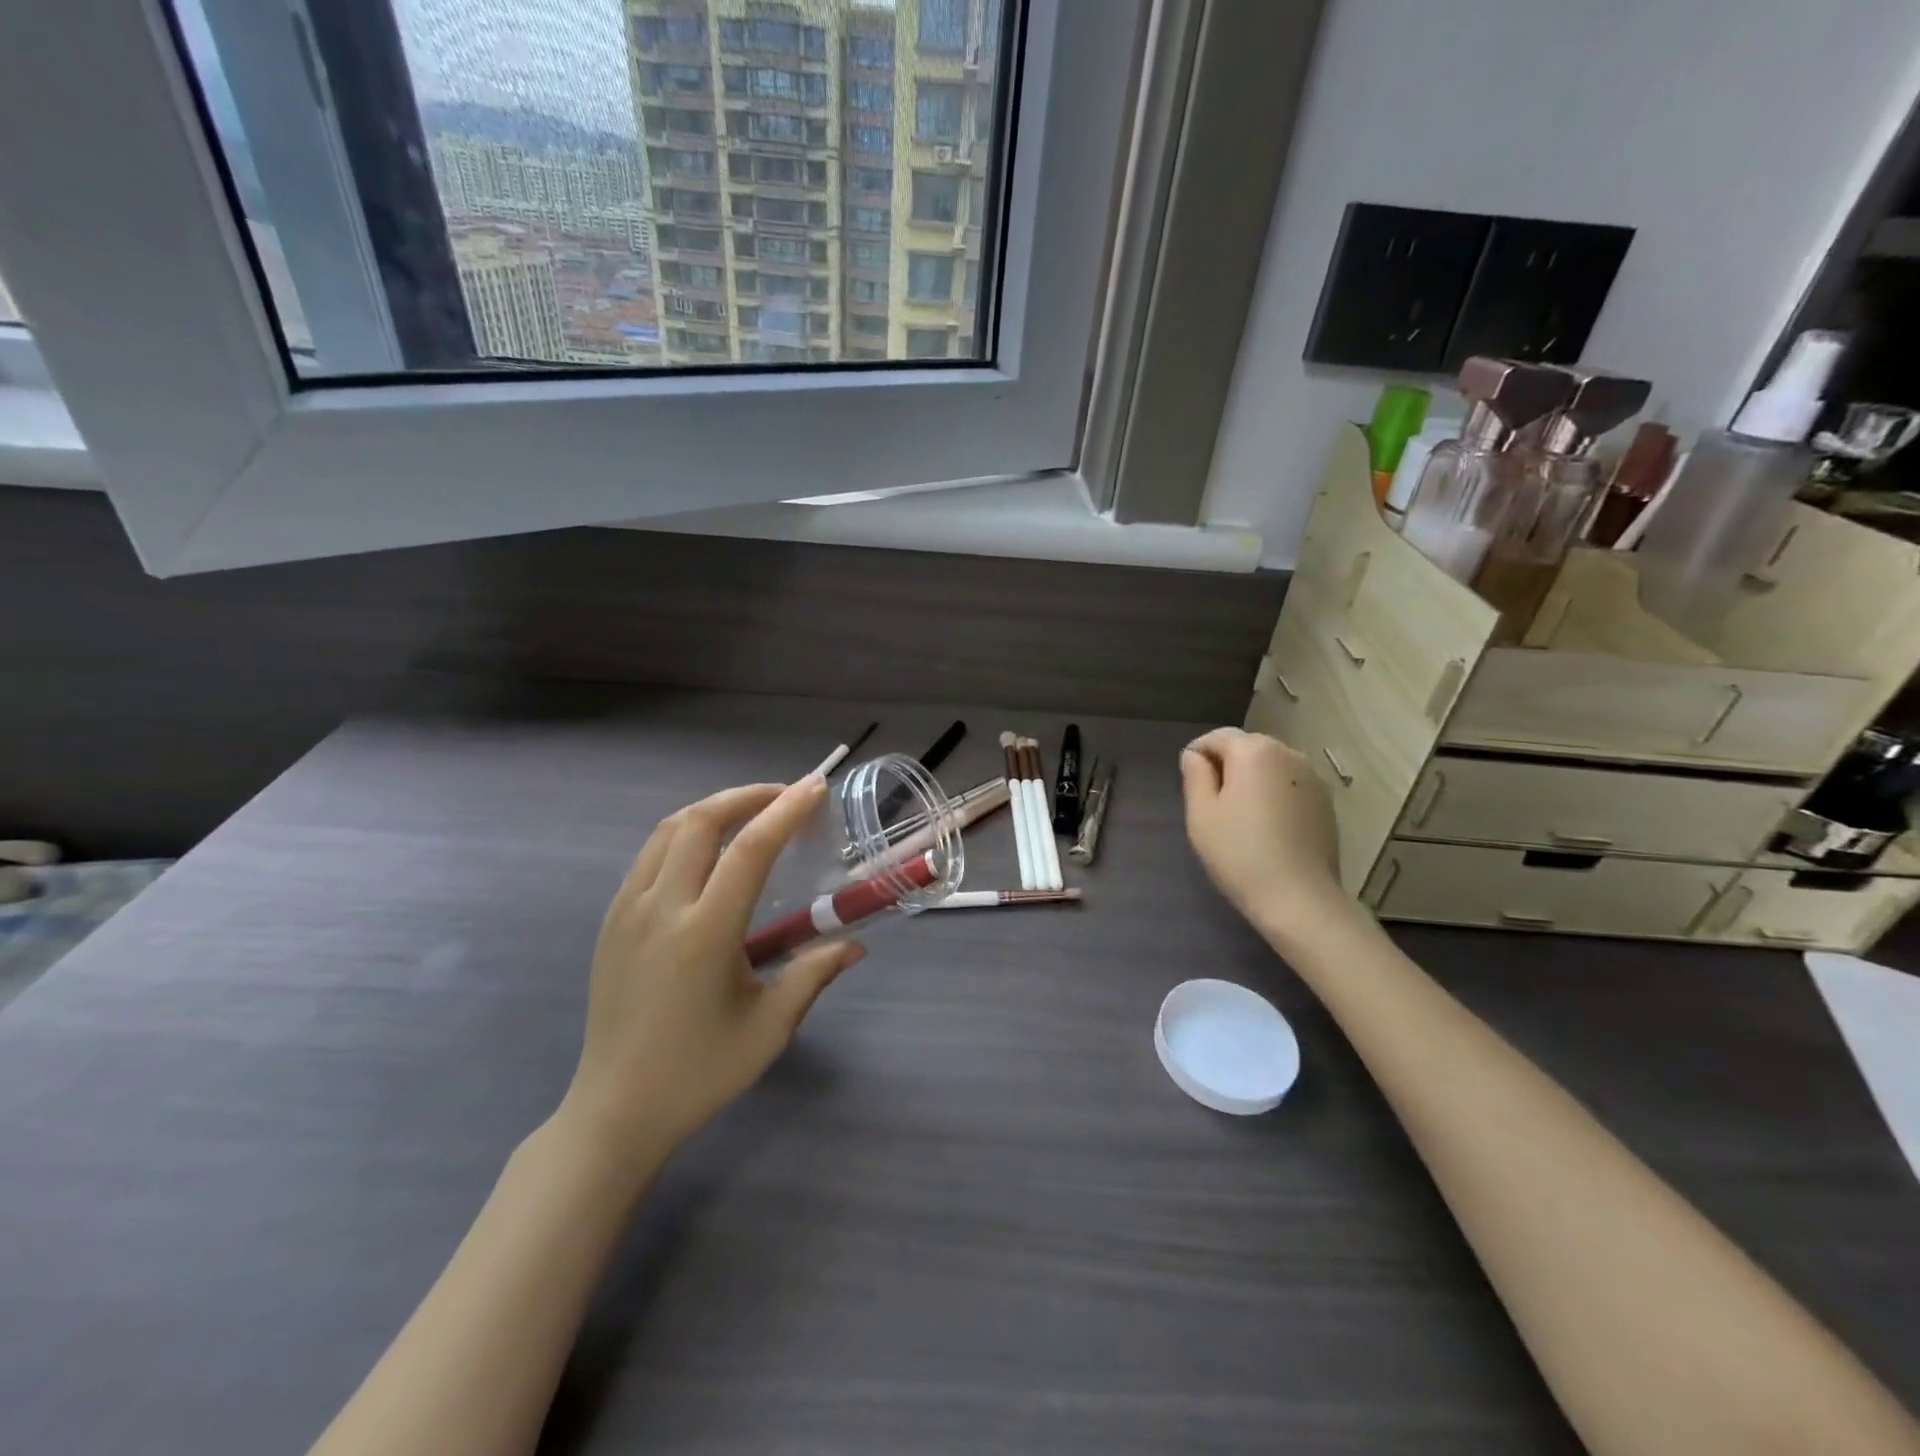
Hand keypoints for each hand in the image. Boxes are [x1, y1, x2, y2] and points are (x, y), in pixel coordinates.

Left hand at [560, 777, 864, 1165]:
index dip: (785, 811)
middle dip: (746, 796)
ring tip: (750, 813)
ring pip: (668, 831)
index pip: (749, 850)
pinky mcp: (610, 921)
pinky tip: (708, 852)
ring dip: (712, 809)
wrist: (615, 1111)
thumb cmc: (700, 1073)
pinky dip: (684, 834)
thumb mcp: (770, 1027)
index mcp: (704, 934)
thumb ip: (814, 974)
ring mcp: (626, 912)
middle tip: (784, 796)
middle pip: (699, 820)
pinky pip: (649, 856)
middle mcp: (660, 909)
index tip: (814, 787)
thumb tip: (856, 944)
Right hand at [1180, 728, 1343, 936]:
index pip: (1217, 737)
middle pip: (1247, 747)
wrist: (1299, 898)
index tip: (1189, 783)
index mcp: (1254, 751)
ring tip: (1240, 815)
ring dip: (1252, 780)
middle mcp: (1288, 753)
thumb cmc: (1239, 852)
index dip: (1197, 755)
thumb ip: (1195, 776)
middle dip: (1226, 765)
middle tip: (1211, 802)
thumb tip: (1195, 756)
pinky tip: (1267, 826)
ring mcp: (1313, 778)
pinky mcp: (1326, 802)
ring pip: (1271, 766)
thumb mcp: (1201, 814)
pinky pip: (1290, 786)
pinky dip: (1274, 795)